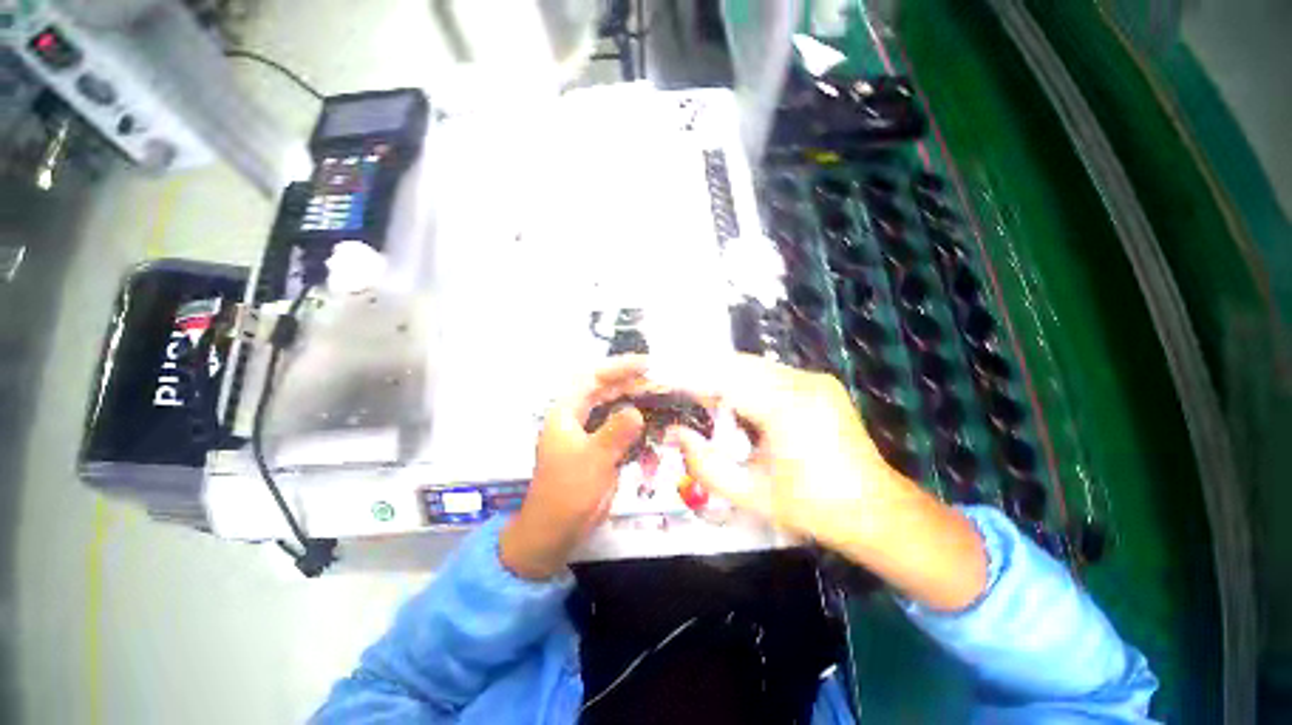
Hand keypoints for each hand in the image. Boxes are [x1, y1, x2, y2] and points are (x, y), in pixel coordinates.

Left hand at [500, 357, 647, 579]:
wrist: (557, 530)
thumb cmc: (567, 492)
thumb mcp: (592, 460)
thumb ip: (615, 433)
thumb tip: (637, 411)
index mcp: (566, 412)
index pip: (592, 378)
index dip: (618, 367)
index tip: (646, 364)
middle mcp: (578, 418)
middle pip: (607, 391)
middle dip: (633, 385)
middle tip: (661, 384)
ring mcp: (591, 434)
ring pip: (617, 409)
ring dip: (639, 404)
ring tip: (663, 400)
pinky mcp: (602, 449)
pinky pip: (623, 430)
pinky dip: (639, 427)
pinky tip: (655, 428)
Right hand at [664, 355, 890, 549]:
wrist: (876, 509)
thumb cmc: (813, 507)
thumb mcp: (750, 494)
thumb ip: (705, 464)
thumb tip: (675, 433)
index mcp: (785, 407)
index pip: (724, 378)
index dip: (690, 374)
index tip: (661, 372)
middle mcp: (801, 382)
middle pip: (738, 364)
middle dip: (703, 370)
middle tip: (676, 384)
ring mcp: (813, 378)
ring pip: (753, 365)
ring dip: (722, 374)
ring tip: (699, 393)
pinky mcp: (818, 383)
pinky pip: (769, 373)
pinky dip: (743, 380)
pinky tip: (732, 399)